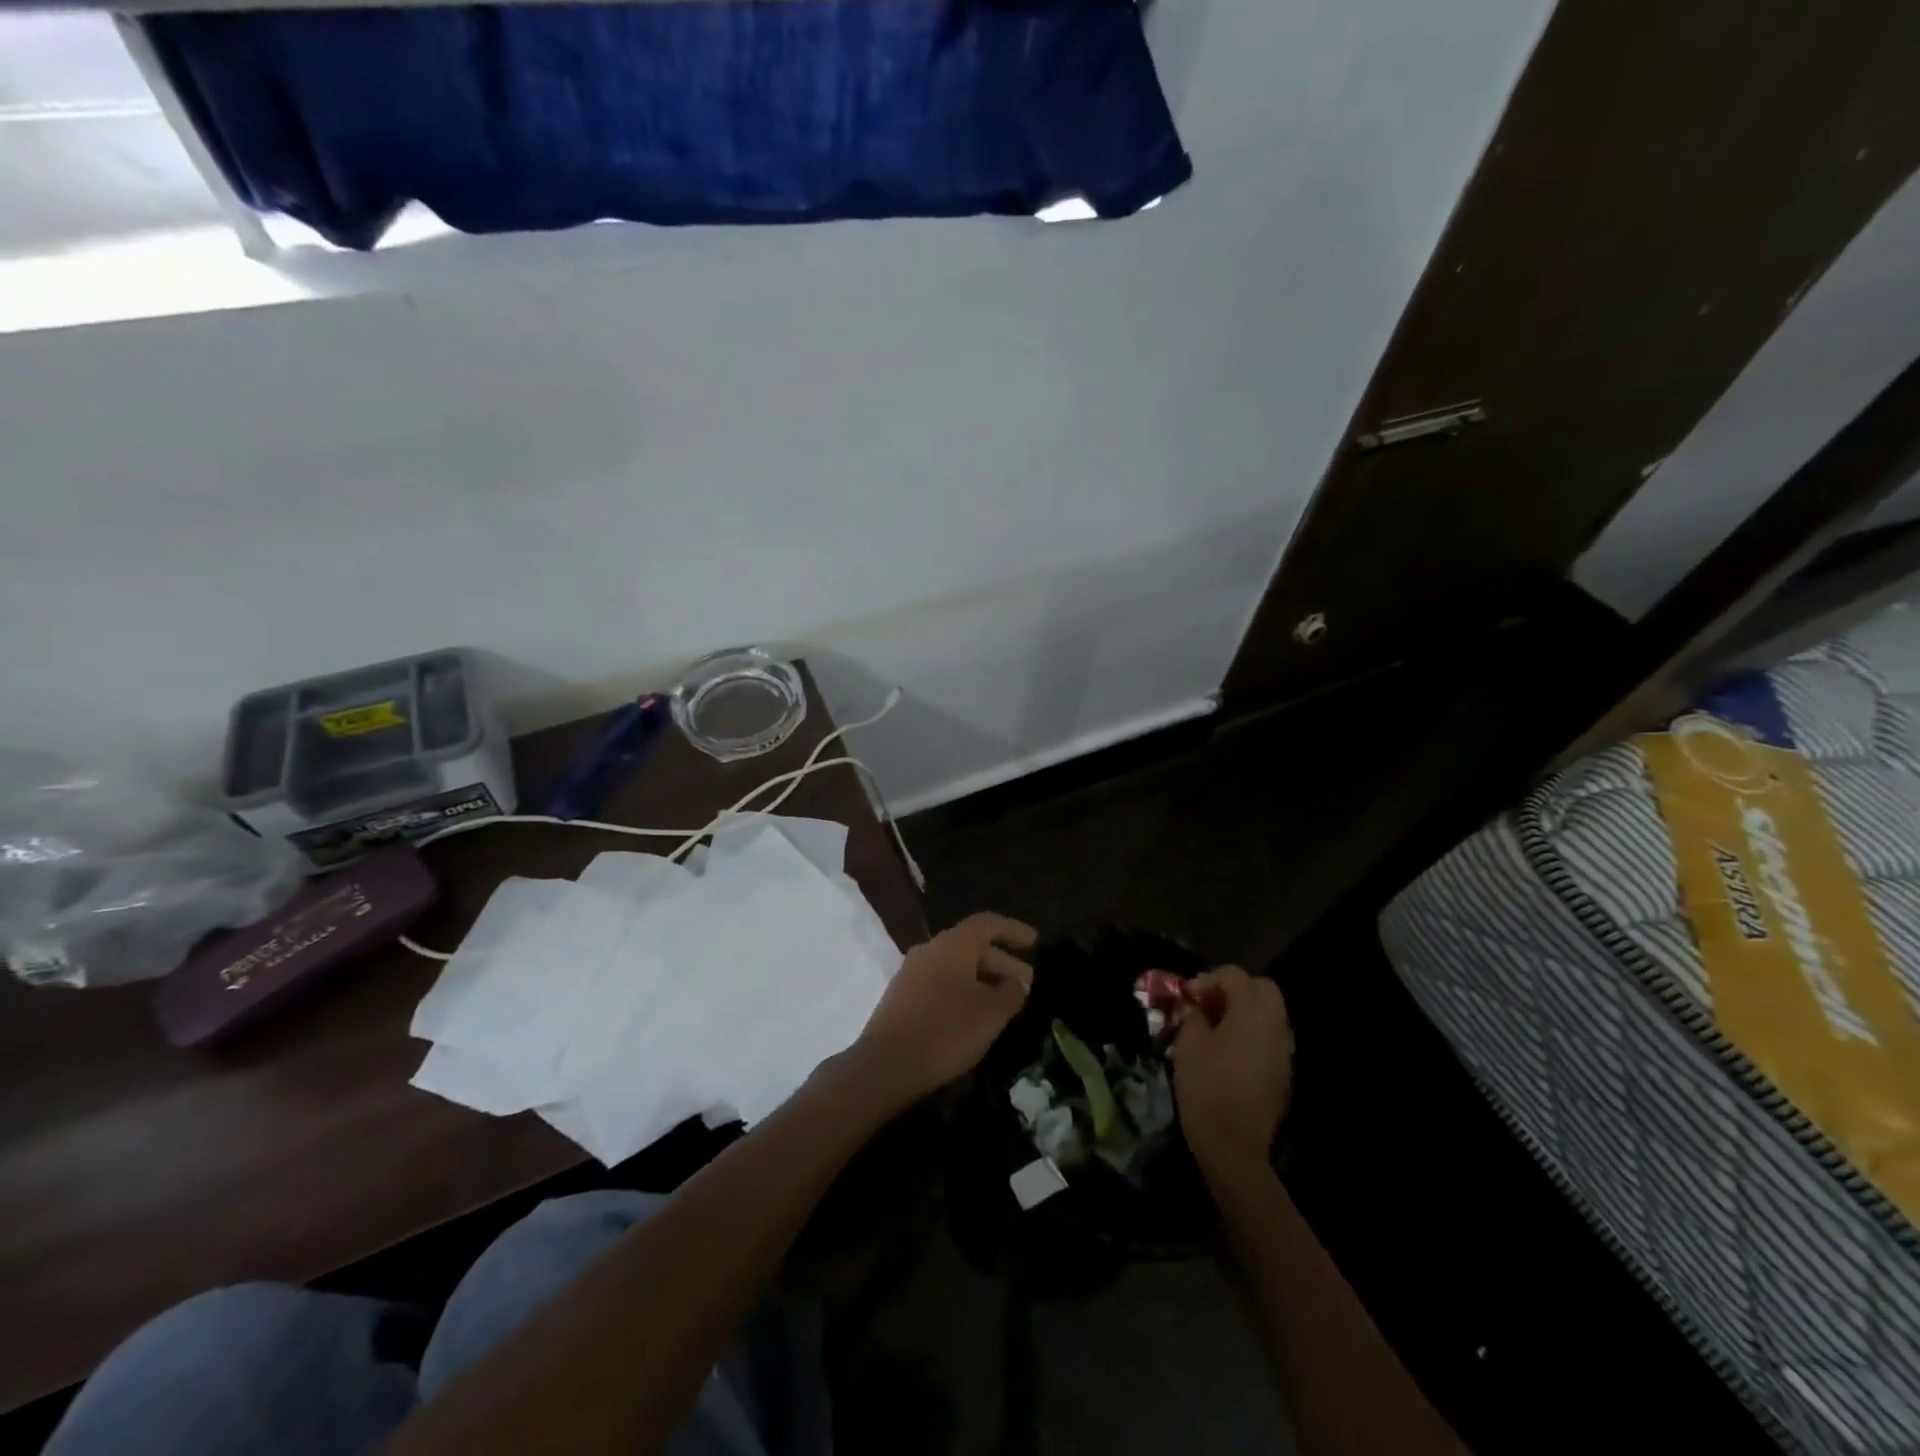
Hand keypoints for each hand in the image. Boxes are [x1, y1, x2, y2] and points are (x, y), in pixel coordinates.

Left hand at [850, 912, 1036, 1106]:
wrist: (886, 1064)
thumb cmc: (946, 1030)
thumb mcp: (991, 1013)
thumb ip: (1010, 993)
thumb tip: (1015, 983)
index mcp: (953, 944)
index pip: (987, 924)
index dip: (1012, 930)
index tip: (1035, 942)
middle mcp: (930, 949)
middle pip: (971, 945)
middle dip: (1001, 961)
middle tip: (1026, 982)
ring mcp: (911, 973)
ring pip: (955, 966)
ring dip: (982, 979)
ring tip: (1003, 1001)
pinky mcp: (900, 997)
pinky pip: (939, 983)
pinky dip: (962, 991)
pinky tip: (973, 1015)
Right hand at [1170, 965, 1293, 1173]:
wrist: (1234, 1146)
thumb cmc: (1207, 1087)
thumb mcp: (1189, 1044)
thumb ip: (1192, 1016)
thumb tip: (1195, 1008)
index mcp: (1253, 1013)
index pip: (1235, 975)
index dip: (1208, 979)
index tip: (1187, 996)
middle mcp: (1276, 1026)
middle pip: (1261, 989)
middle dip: (1234, 990)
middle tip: (1207, 1004)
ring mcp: (1284, 1051)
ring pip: (1269, 1014)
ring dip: (1244, 1012)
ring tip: (1214, 1027)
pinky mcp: (1283, 1073)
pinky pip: (1269, 1039)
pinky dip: (1251, 1034)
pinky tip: (1228, 1051)